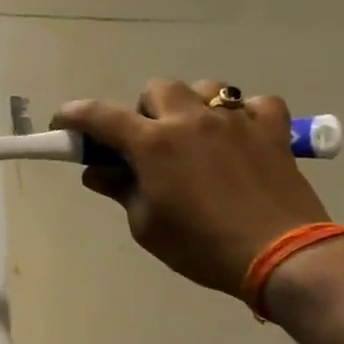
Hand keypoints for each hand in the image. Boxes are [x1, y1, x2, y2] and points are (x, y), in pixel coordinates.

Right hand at [54, 82, 331, 294]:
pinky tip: (239, 138)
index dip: (74, 116)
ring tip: (195, 138)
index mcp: (153, 143)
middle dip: (143, 111)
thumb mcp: (147, 226)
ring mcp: (235, 120)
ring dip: (190, 107)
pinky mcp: (272, 129)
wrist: (282, 255)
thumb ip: (121, 190)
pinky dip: (242, 116)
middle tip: (146, 144)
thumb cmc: (201, 246)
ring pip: (204, 89)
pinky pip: (254, 104)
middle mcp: (191, 120)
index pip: (99, 116)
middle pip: (156, 89)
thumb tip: (97, 172)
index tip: (61, 124)